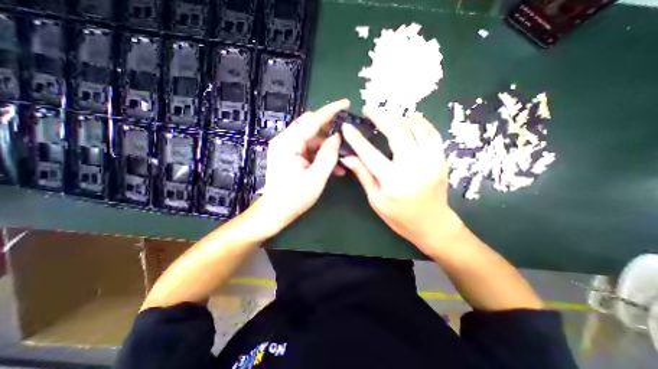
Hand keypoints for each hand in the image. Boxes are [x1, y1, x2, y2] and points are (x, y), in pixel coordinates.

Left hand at [257, 99, 348, 231]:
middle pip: (311, 127)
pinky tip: (333, 166)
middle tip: (346, 135)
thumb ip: (328, 155)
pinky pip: (309, 150)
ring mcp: (287, 148)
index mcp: (288, 143)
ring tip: (343, 159)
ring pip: (312, 140)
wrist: (276, 212)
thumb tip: (336, 137)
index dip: (331, 111)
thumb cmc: (294, 197)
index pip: (312, 121)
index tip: (346, 103)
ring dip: (327, 148)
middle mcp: (285, 141)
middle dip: (330, 130)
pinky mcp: (290, 156)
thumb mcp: (316, 177)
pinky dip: (321, 155)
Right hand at [340, 107, 461, 256]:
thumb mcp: (376, 200)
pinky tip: (409, 121)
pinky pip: (431, 132)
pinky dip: (419, 122)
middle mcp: (414, 167)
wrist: (433, 224)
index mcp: (393, 181)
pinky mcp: (441, 158)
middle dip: (380, 116)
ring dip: (399, 117)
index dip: (356, 139)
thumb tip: (348, 157)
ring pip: (416, 127)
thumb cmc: (400, 217)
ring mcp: (432, 160)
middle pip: (396, 132)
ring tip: (387, 117)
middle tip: (369, 109)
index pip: (370, 154)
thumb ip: (363, 175)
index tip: (347, 127)